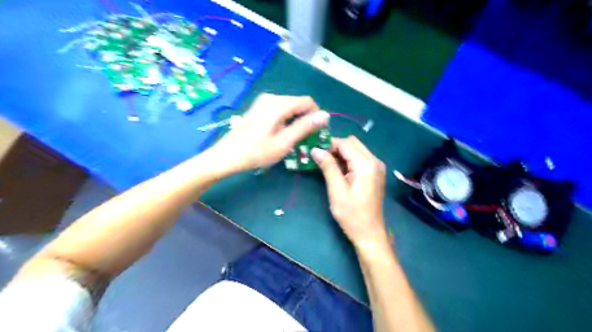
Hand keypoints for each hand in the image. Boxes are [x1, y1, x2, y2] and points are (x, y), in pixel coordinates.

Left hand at [211, 94, 327, 174]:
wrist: (226, 156)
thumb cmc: (256, 152)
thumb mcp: (284, 142)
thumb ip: (305, 127)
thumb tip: (325, 115)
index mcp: (278, 104)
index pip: (307, 101)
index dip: (316, 116)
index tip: (317, 133)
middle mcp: (271, 97)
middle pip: (298, 103)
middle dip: (306, 119)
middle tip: (306, 139)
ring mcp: (263, 102)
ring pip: (289, 107)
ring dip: (296, 121)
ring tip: (294, 139)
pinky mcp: (258, 108)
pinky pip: (279, 110)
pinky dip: (286, 120)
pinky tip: (281, 134)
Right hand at [311, 136, 389, 249]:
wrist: (370, 233)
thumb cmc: (352, 214)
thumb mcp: (337, 190)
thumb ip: (328, 167)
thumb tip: (315, 149)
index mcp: (366, 164)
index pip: (345, 143)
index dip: (328, 144)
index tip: (313, 150)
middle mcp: (374, 160)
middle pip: (351, 143)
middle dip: (334, 147)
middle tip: (319, 158)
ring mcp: (376, 166)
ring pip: (355, 149)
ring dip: (340, 153)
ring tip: (325, 164)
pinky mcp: (374, 172)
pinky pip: (359, 158)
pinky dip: (347, 160)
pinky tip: (337, 169)